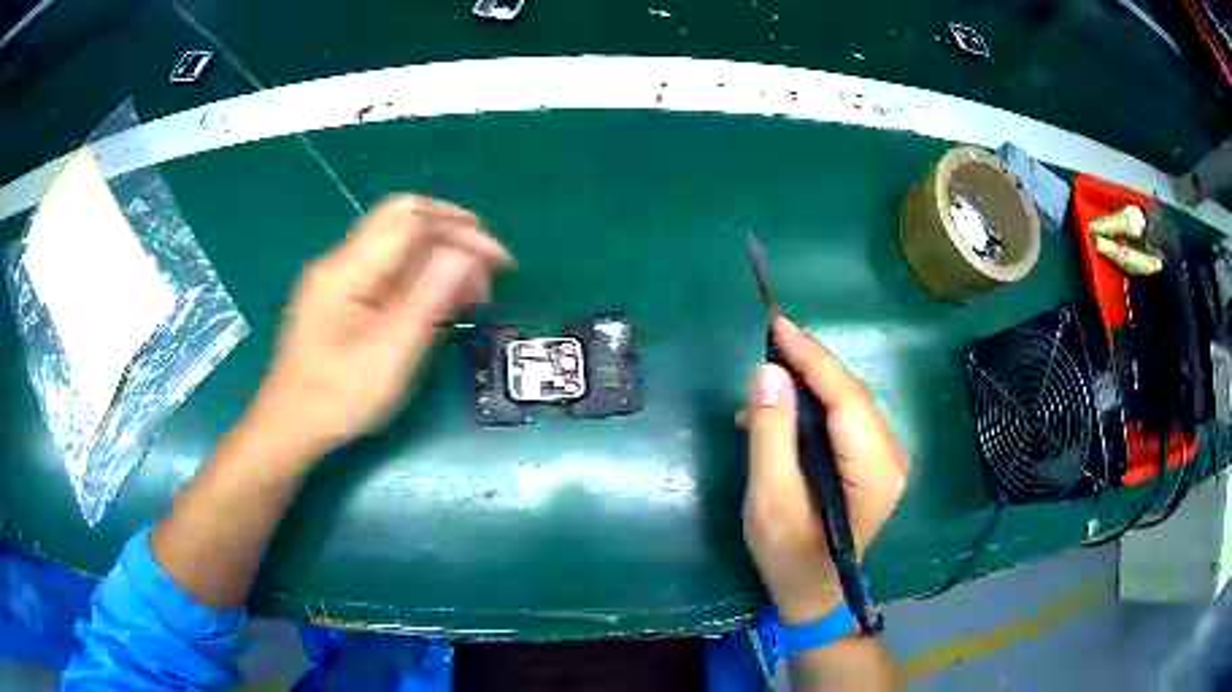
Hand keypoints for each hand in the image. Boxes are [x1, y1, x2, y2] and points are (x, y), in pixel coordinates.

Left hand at [247, 195, 513, 464]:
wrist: (288, 427)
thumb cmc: (338, 399)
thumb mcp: (389, 355)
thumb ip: (427, 299)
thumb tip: (464, 253)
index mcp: (348, 269)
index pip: (412, 220)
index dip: (460, 231)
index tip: (499, 262)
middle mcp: (340, 260)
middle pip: (403, 218)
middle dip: (453, 232)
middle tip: (488, 266)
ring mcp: (336, 276)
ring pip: (396, 241)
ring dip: (438, 253)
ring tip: (470, 289)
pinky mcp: (338, 294)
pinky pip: (385, 266)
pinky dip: (418, 272)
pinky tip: (437, 299)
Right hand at [740, 316, 908, 624]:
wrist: (813, 592)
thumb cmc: (789, 555)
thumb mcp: (769, 500)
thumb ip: (771, 436)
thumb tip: (769, 372)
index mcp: (875, 471)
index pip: (847, 397)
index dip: (813, 357)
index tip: (778, 324)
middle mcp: (892, 456)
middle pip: (851, 394)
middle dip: (807, 367)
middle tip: (763, 351)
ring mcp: (887, 458)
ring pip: (848, 402)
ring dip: (806, 387)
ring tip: (760, 396)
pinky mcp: (874, 460)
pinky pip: (845, 417)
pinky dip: (813, 407)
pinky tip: (780, 415)